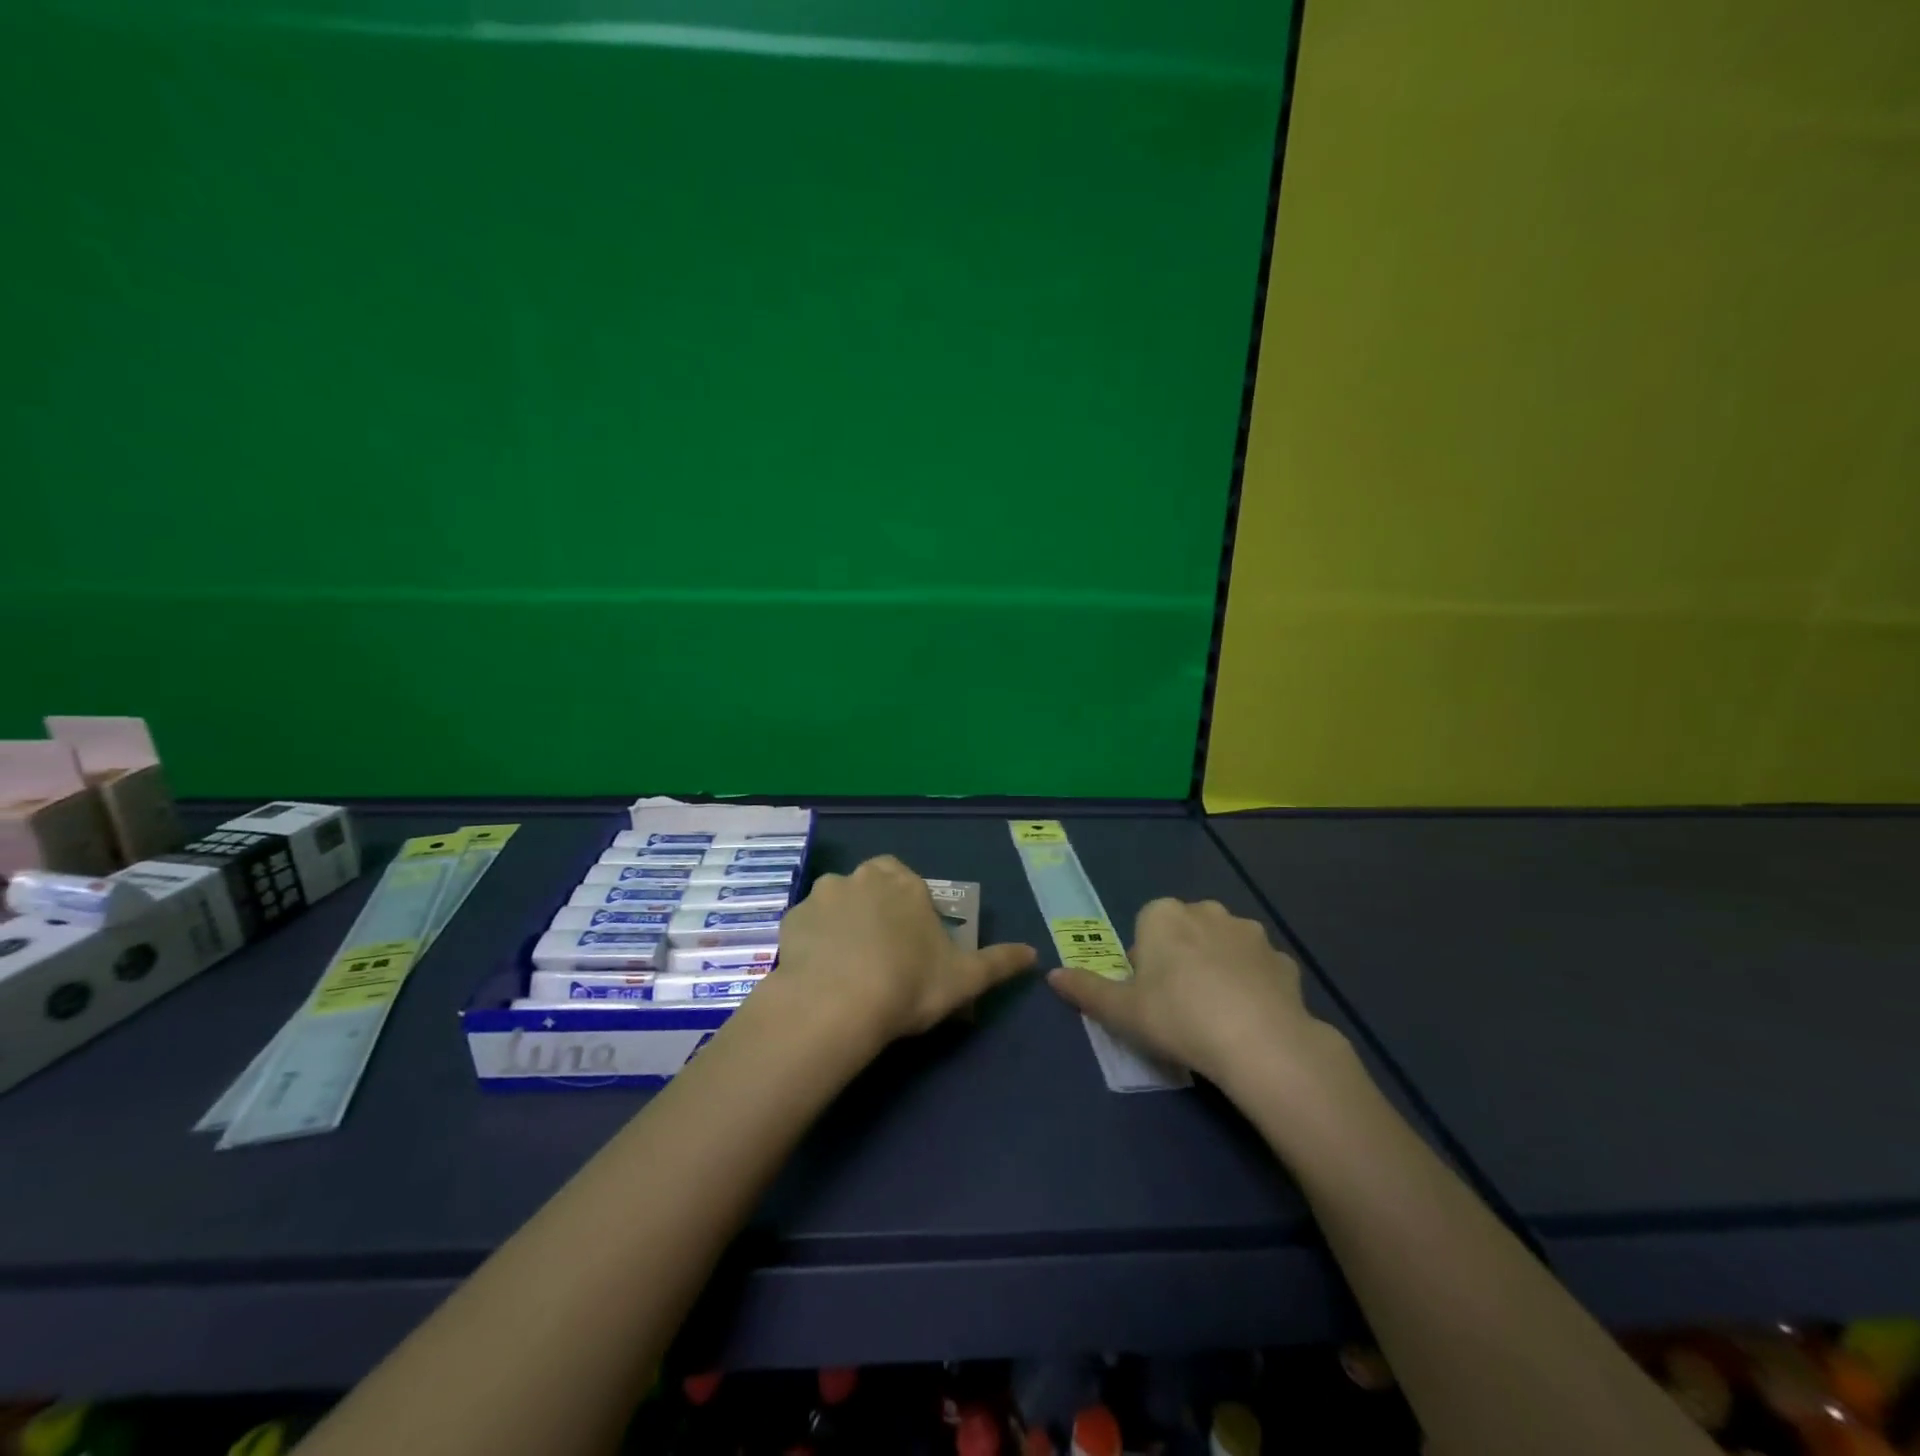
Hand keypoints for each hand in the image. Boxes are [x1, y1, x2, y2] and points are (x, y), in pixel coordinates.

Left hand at [774, 855, 1038, 1046]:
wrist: (837, 1002)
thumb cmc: (909, 984)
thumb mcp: (965, 979)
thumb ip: (1000, 963)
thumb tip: (1034, 953)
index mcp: (904, 883)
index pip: (907, 879)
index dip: (910, 906)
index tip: (912, 939)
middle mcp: (862, 877)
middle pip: (871, 883)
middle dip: (876, 906)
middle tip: (881, 949)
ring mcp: (822, 895)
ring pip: (835, 900)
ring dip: (842, 920)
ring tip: (846, 962)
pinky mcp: (791, 919)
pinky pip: (806, 925)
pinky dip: (813, 940)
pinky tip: (819, 971)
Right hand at [1045, 898, 1346, 1089]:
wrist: (1259, 1041)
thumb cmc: (1176, 1017)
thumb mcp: (1120, 1010)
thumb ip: (1086, 990)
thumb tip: (1052, 976)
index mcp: (1163, 914)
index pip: (1145, 928)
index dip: (1144, 962)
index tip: (1148, 996)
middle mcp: (1207, 911)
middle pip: (1184, 932)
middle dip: (1181, 959)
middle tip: (1178, 1006)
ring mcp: (1249, 933)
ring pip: (1223, 946)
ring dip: (1218, 967)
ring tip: (1216, 1015)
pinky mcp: (1283, 959)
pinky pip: (1258, 968)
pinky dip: (1253, 985)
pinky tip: (1250, 1019)